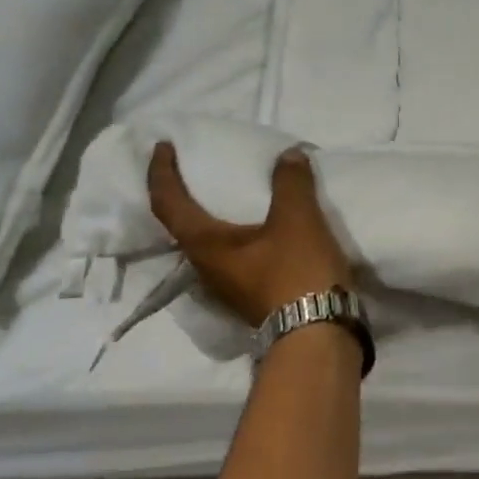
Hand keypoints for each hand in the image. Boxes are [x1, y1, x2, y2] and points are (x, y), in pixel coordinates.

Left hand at [147, 142, 352, 326]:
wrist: (318, 331)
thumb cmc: (297, 272)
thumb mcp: (298, 219)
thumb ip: (290, 183)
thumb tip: (288, 156)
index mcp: (205, 245)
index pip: (168, 203)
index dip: (161, 172)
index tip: (162, 147)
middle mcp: (206, 267)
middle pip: (181, 226)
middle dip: (181, 196)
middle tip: (193, 170)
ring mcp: (227, 286)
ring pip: (207, 244)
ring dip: (209, 217)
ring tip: (226, 197)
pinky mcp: (250, 295)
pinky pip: (231, 255)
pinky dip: (234, 234)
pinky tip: (257, 228)